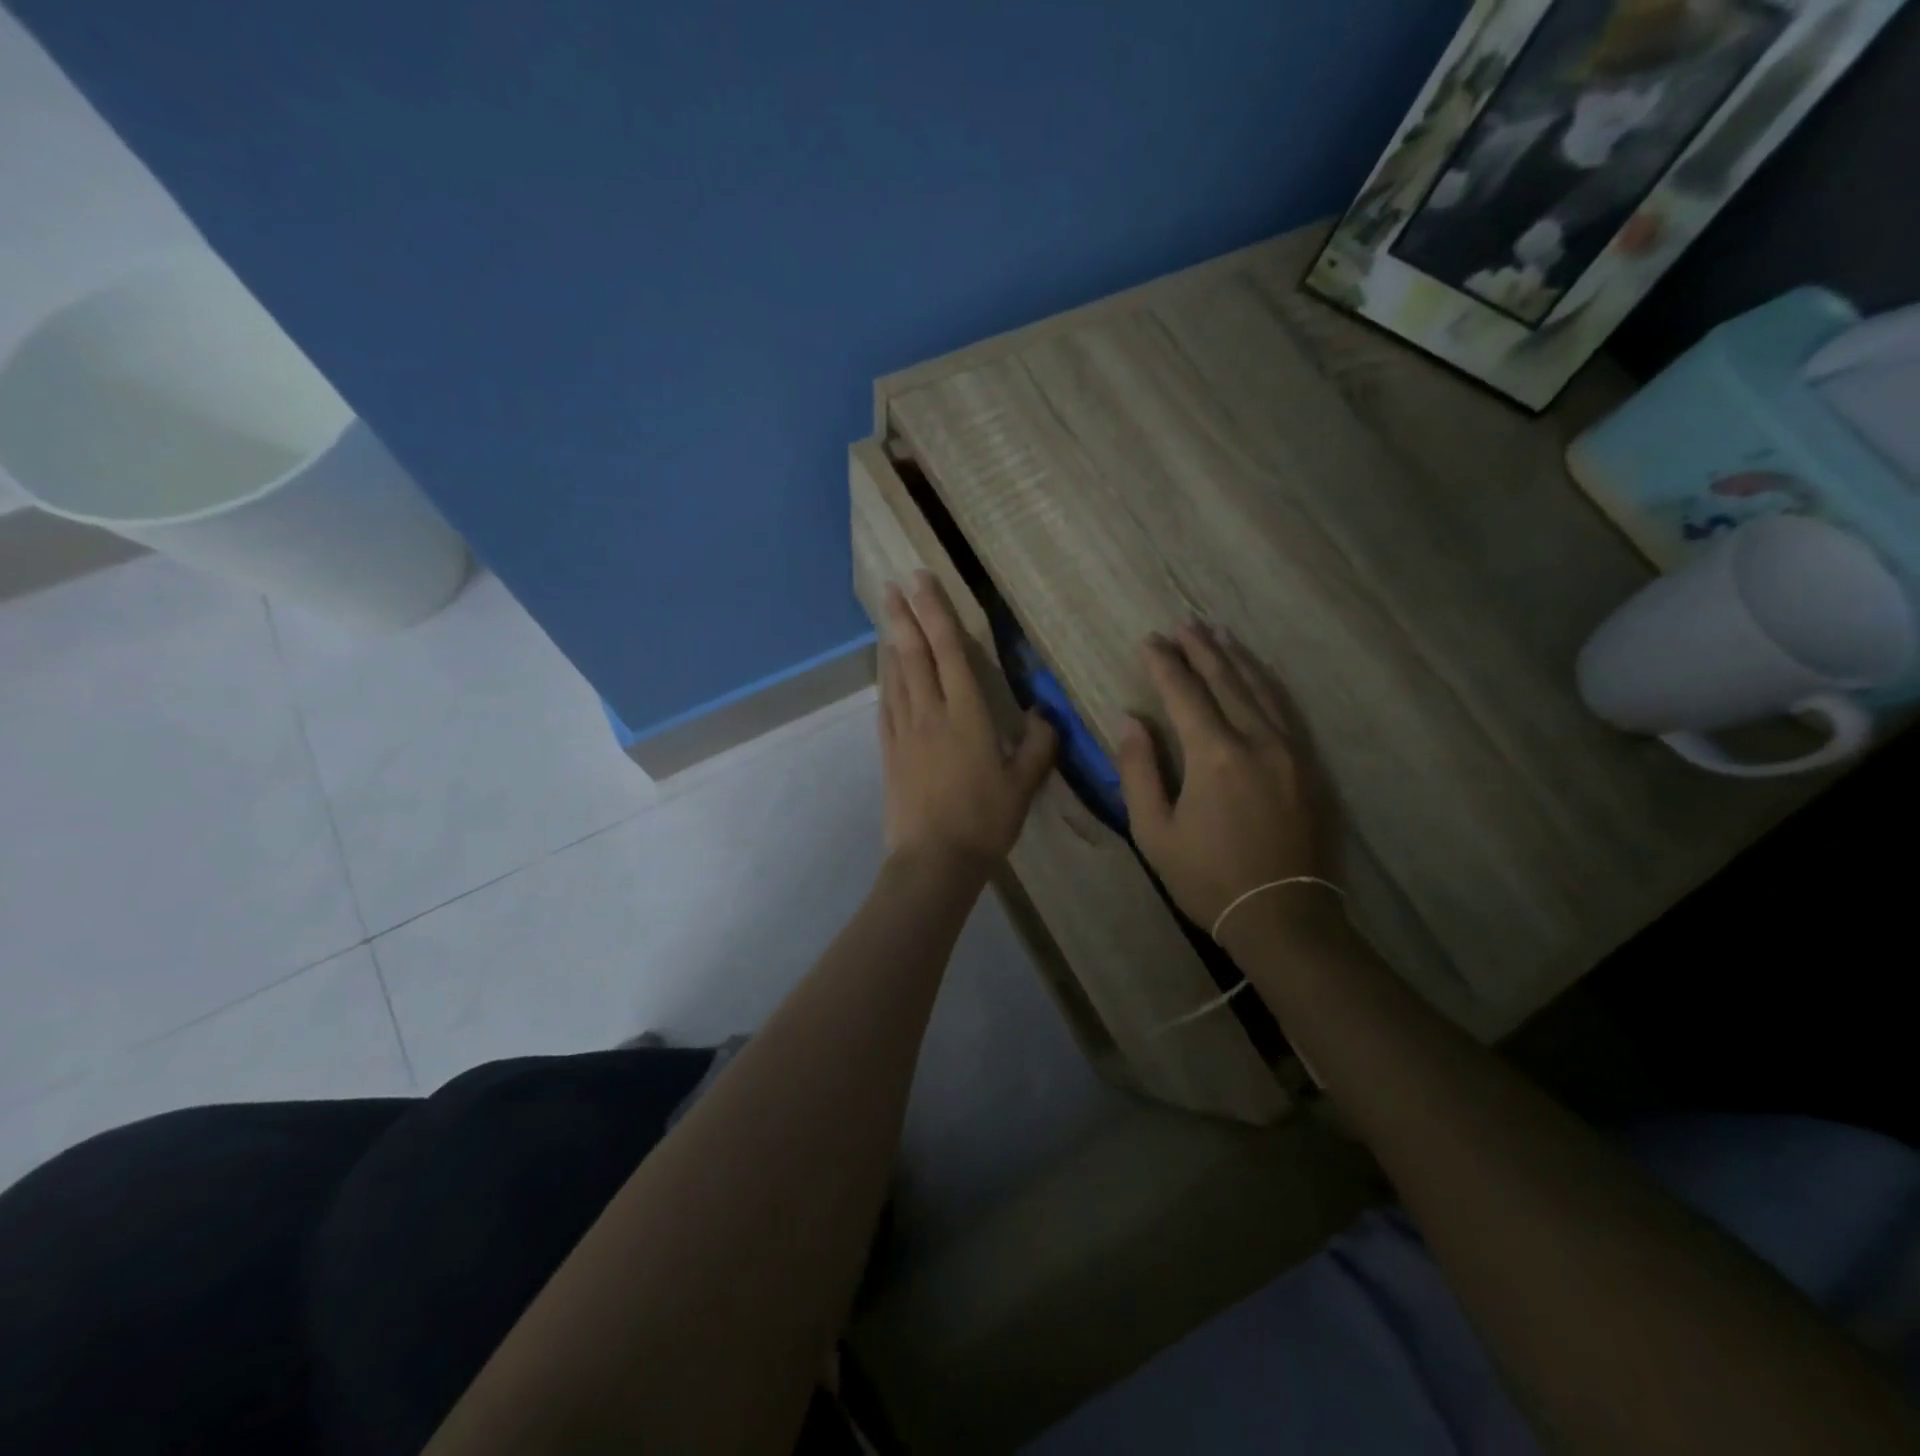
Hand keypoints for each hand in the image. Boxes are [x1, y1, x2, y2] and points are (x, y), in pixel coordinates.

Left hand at [879, 572, 1056, 872]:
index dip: (936, 613)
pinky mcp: (889, 751)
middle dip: (904, 616)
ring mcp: (904, 731)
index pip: (950, 651)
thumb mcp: (1023, 784)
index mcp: (966, 714)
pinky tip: (884, 670)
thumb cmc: (984, 820)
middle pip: (915, 654)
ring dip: (891, 642)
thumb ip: (1037, 745)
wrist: (934, 859)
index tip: (922, 581)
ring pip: (896, 675)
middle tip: (893, 584)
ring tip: (886, 615)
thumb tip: (1045, 714)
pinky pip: (886, 705)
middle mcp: (930, 713)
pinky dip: (885, 679)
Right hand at [1115, 621, 1340, 944]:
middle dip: (1202, 650)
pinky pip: (1286, 710)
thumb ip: (1139, 771)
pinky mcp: (1310, 766)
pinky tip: (1258, 675)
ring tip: (1219, 636)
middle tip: (1184, 624)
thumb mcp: (1154, 832)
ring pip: (1261, 689)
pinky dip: (1267, 685)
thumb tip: (1130, 722)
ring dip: (1236, 659)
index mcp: (1214, 755)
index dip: (1165, 664)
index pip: (1185, 694)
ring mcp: (1291, 751)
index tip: (1149, 641)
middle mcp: (1257, 741)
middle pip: (1227, 681)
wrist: (1283, 915)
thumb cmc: (1207, 878)